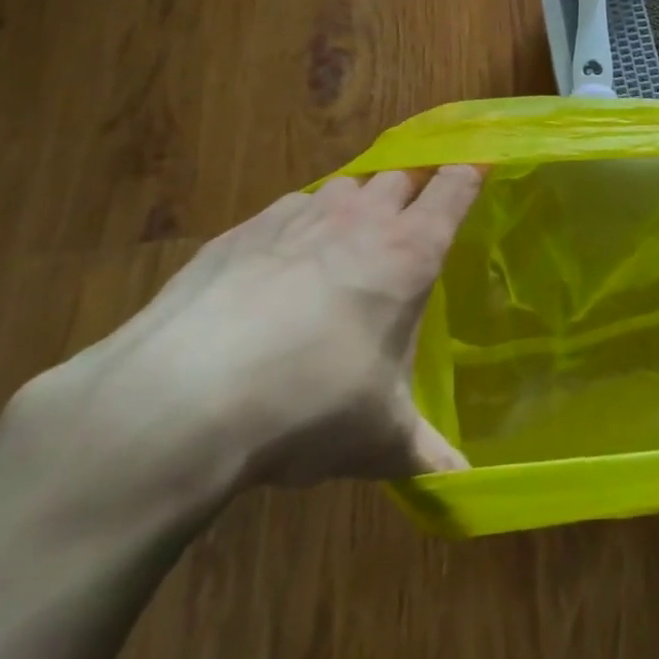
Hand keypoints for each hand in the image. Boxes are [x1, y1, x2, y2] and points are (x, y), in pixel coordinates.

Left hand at [38, 167, 481, 491]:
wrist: (177, 401)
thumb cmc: (307, 407)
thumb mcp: (378, 439)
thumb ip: (427, 454)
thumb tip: (464, 487)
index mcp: (410, 251)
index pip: (455, 184)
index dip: (471, 173)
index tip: (481, 172)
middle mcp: (361, 219)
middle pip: (402, 174)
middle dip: (415, 188)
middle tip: (417, 220)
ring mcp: (297, 218)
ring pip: (346, 186)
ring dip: (359, 203)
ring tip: (354, 241)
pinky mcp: (241, 232)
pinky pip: (289, 209)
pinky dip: (301, 224)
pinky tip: (284, 265)